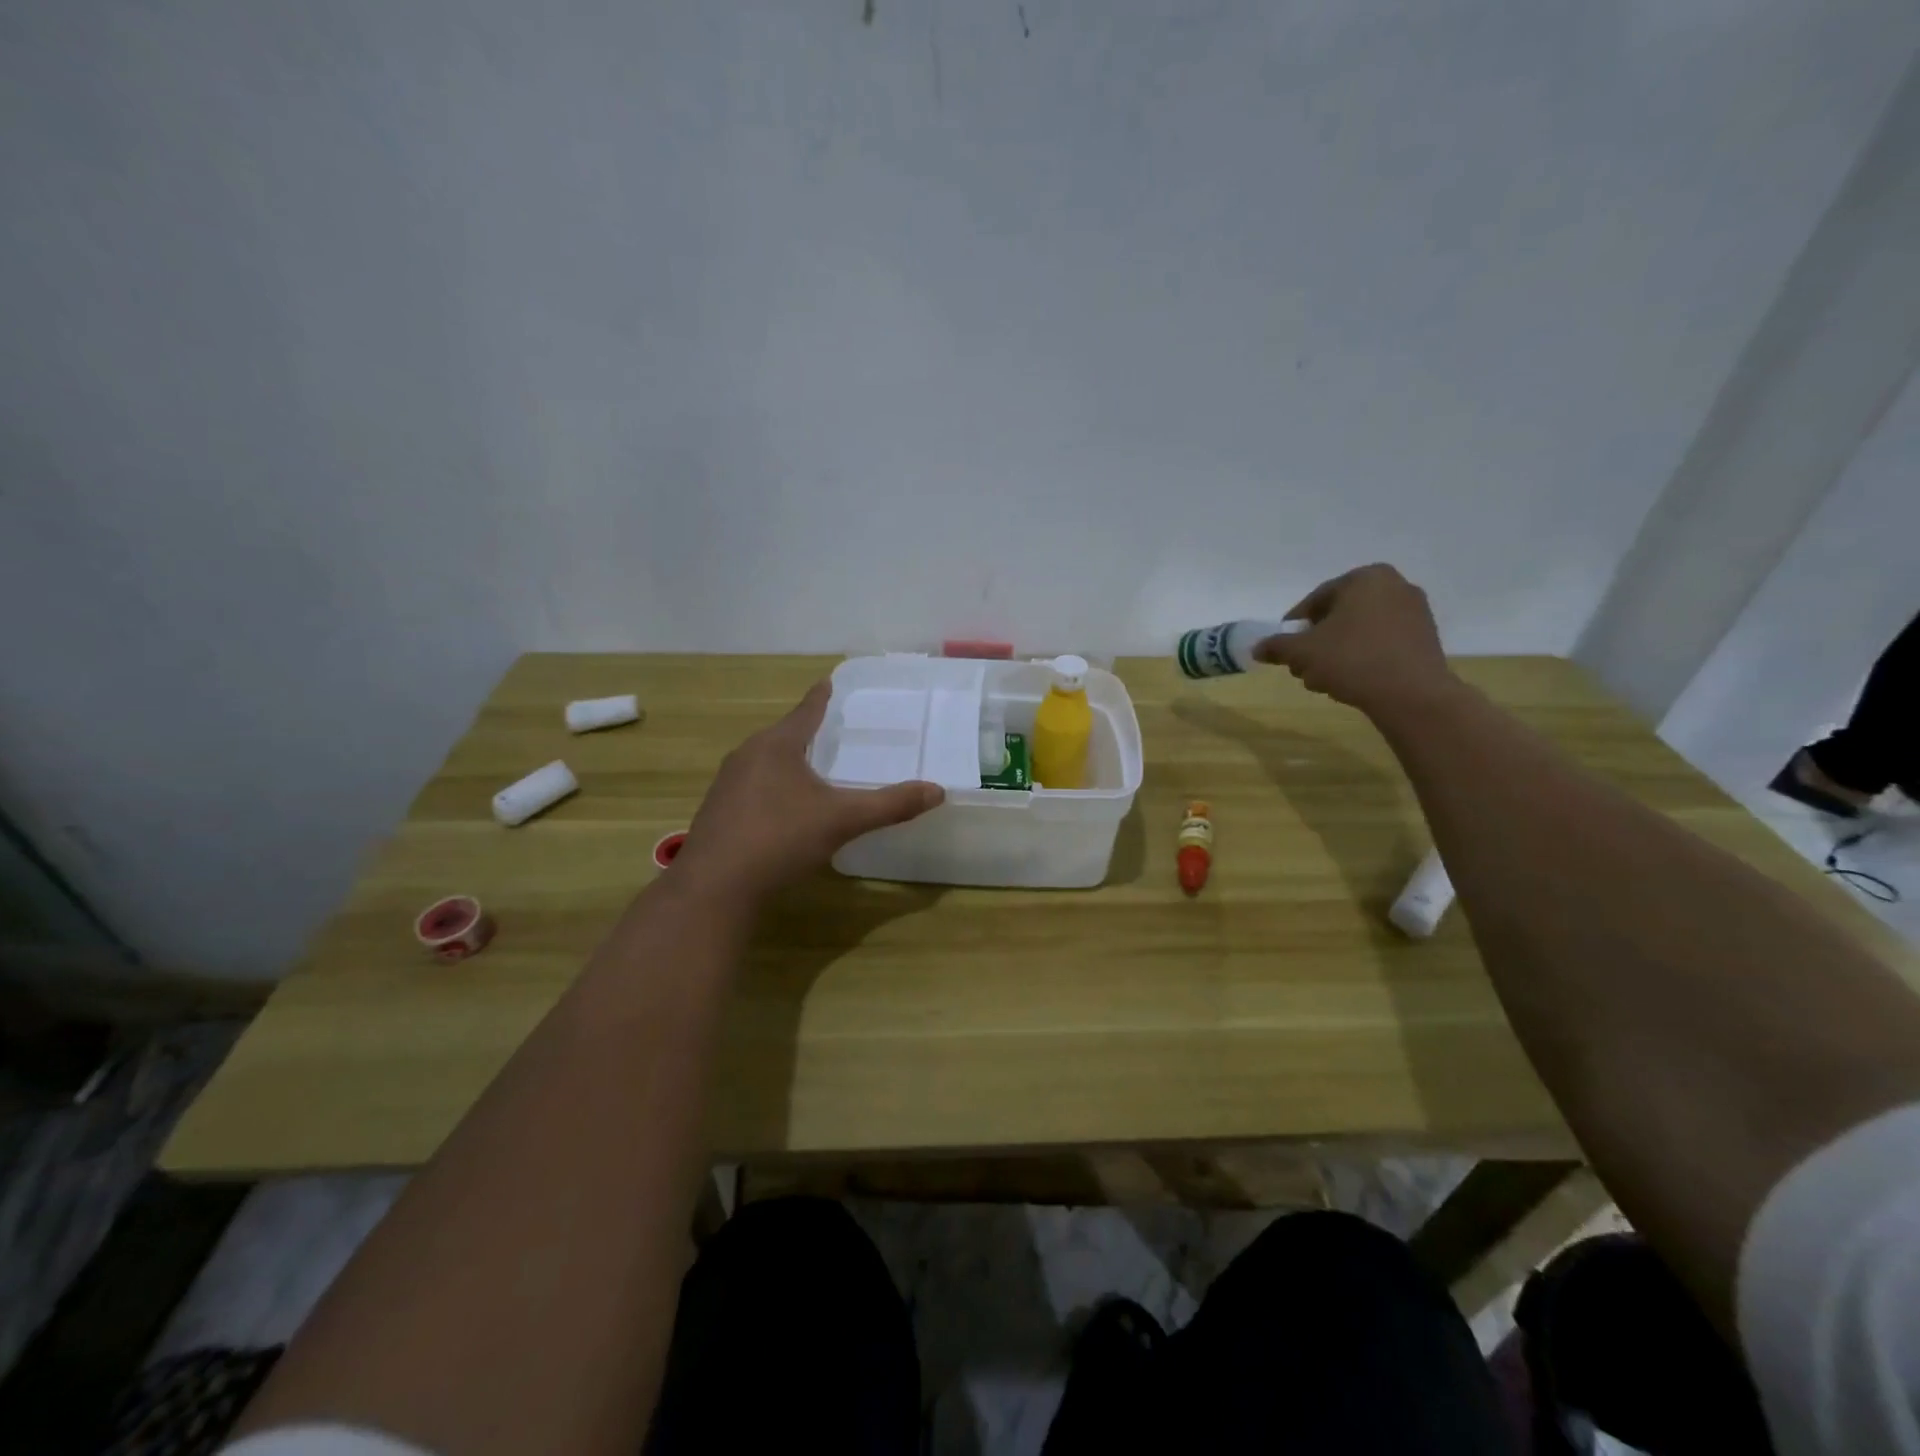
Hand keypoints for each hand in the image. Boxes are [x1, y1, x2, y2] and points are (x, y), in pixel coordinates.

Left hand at [672, 682, 944, 901]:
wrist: (715, 887)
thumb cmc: (780, 839)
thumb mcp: (842, 820)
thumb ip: (890, 805)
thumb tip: (937, 791)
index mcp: (776, 745)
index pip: (806, 711)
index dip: (821, 697)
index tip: (828, 681)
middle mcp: (747, 755)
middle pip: (783, 735)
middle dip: (806, 731)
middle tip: (831, 729)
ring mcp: (727, 784)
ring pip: (765, 762)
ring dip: (788, 762)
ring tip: (811, 768)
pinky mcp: (718, 812)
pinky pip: (752, 787)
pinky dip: (773, 788)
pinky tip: (783, 809)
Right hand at [1252, 563, 1452, 714]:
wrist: (1411, 695)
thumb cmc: (1352, 660)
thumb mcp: (1302, 652)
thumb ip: (1277, 646)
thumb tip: (1257, 648)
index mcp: (1364, 578)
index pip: (1316, 600)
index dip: (1294, 626)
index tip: (1285, 648)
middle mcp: (1394, 586)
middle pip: (1338, 614)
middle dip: (1317, 641)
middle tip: (1303, 667)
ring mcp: (1415, 611)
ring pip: (1359, 630)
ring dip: (1336, 652)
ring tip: (1324, 679)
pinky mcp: (1426, 638)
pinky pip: (1382, 641)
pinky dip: (1362, 656)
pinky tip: (1351, 680)